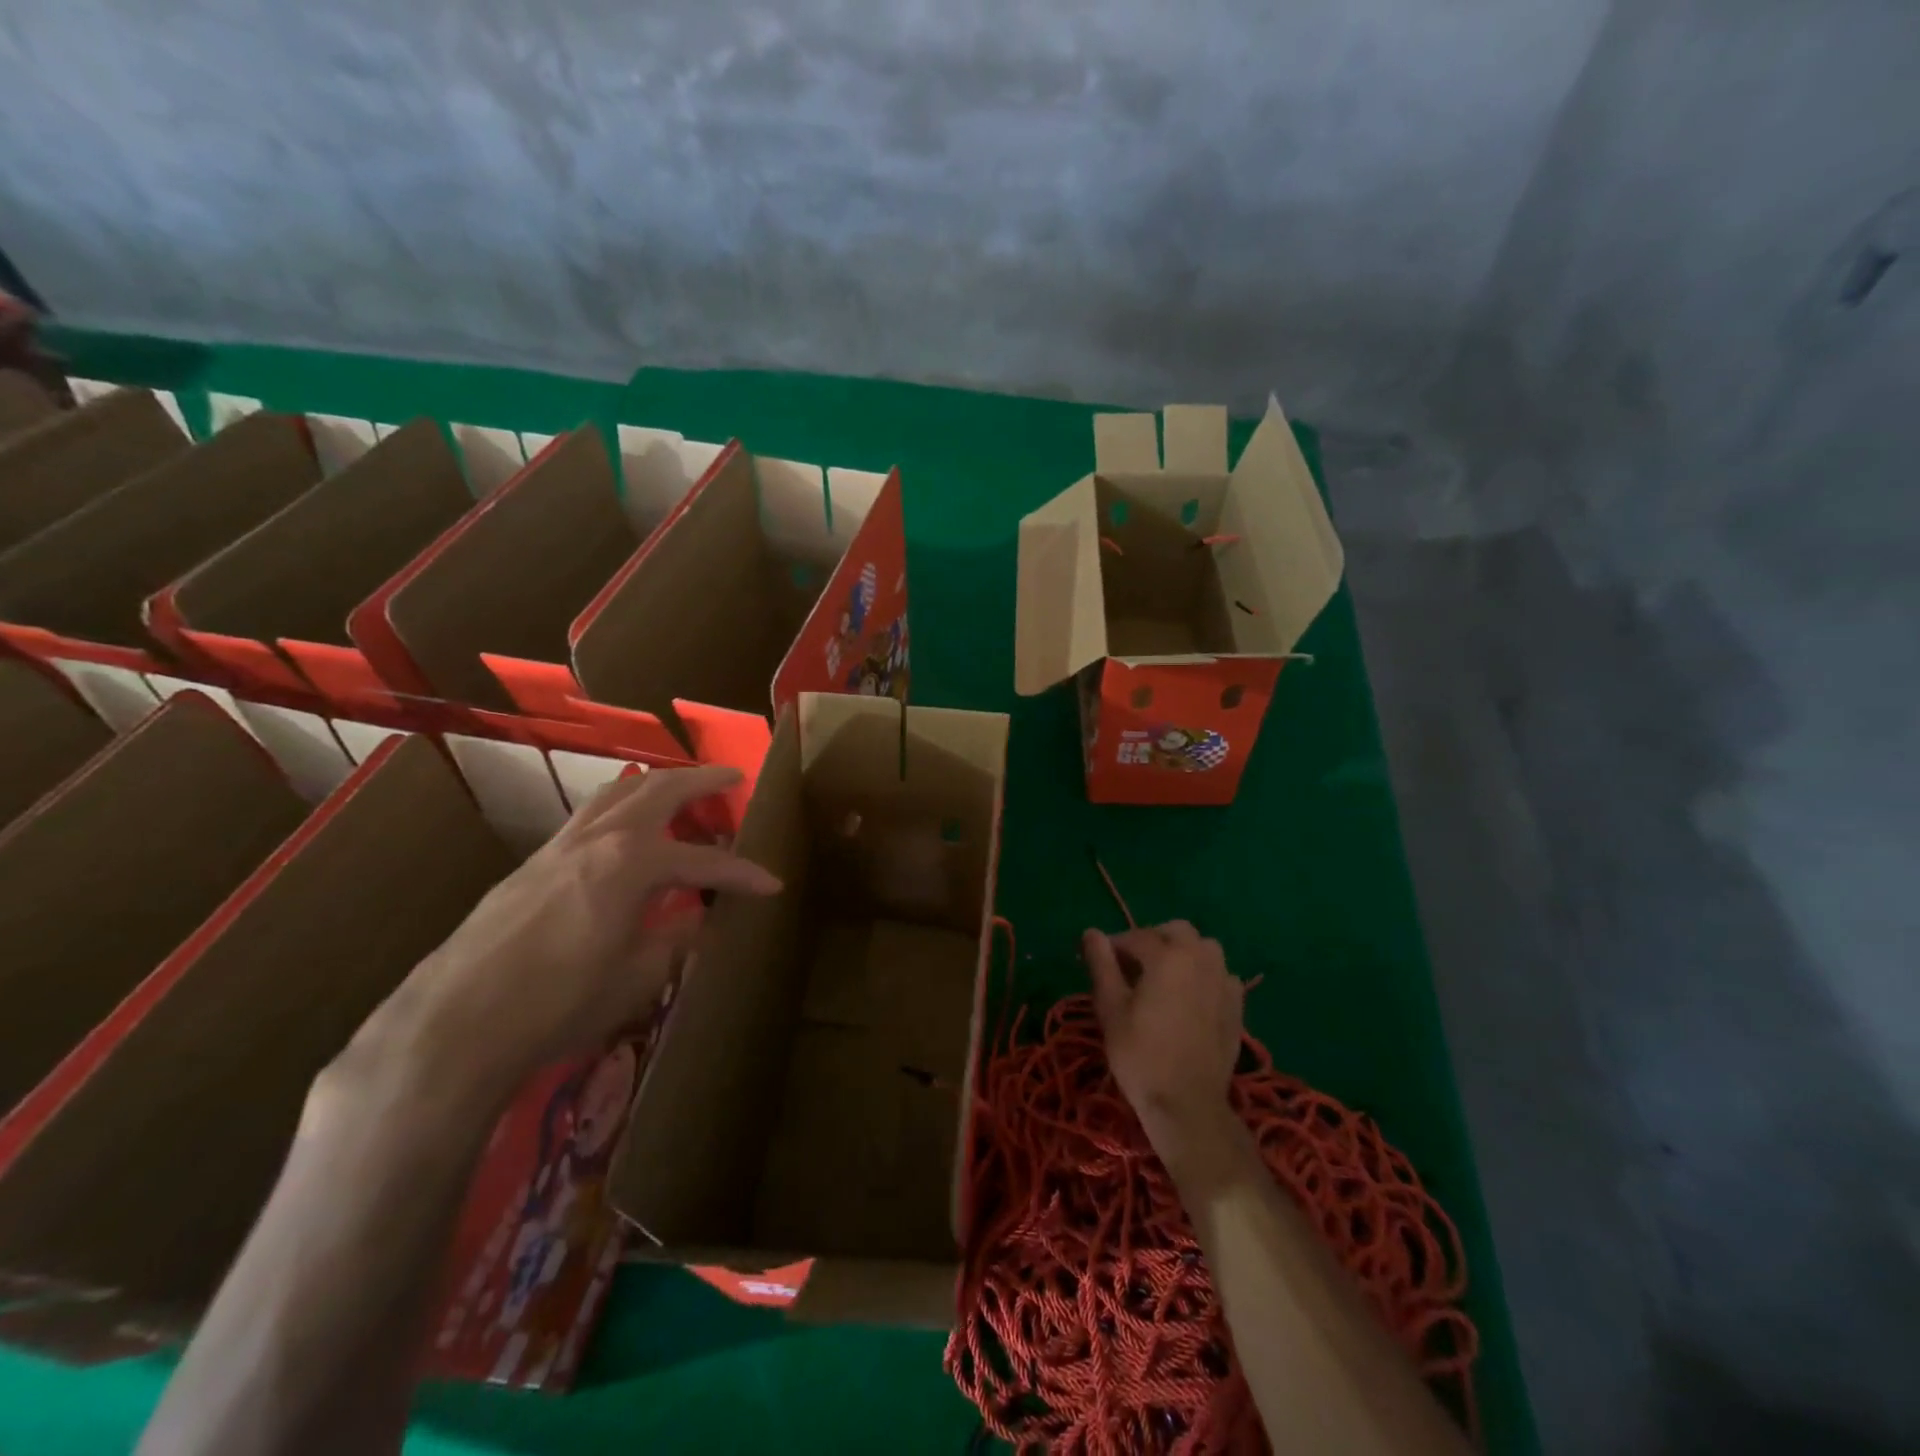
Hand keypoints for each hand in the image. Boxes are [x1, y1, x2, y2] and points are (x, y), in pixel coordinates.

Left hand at [337, 765, 780, 1106]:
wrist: (453, 1025)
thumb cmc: (558, 1004)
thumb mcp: (636, 978)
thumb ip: (675, 940)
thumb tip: (699, 920)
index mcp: (632, 864)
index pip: (705, 862)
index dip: (743, 874)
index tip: (772, 884)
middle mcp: (598, 839)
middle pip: (658, 790)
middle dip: (701, 781)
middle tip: (732, 778)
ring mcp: (559, 846)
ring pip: (616, 793)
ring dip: (655, 785)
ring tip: (680, 790)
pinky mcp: (532, 863)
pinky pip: (588, 816)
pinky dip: (619, 807)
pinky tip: (624, 831)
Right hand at [1084, 922, 1244, 1166]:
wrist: (1188, 1105)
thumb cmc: (1140, 1055)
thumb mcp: (1111, 1008)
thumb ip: (1102, 964)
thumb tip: (1091, 931)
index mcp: (1168, 955)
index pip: (1136, 936)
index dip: (1114, 945)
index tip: (1100, 961)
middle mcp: (1201, 958)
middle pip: (1177, 931)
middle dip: (1153, 939)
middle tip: (1133, 966)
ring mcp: (1224, 981)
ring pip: (1203, 949)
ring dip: (1182, 953)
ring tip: (1162, 979)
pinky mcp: (1237, 1005)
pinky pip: (1219, 974)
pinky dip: (1203, 975)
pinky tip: (1189, 998)